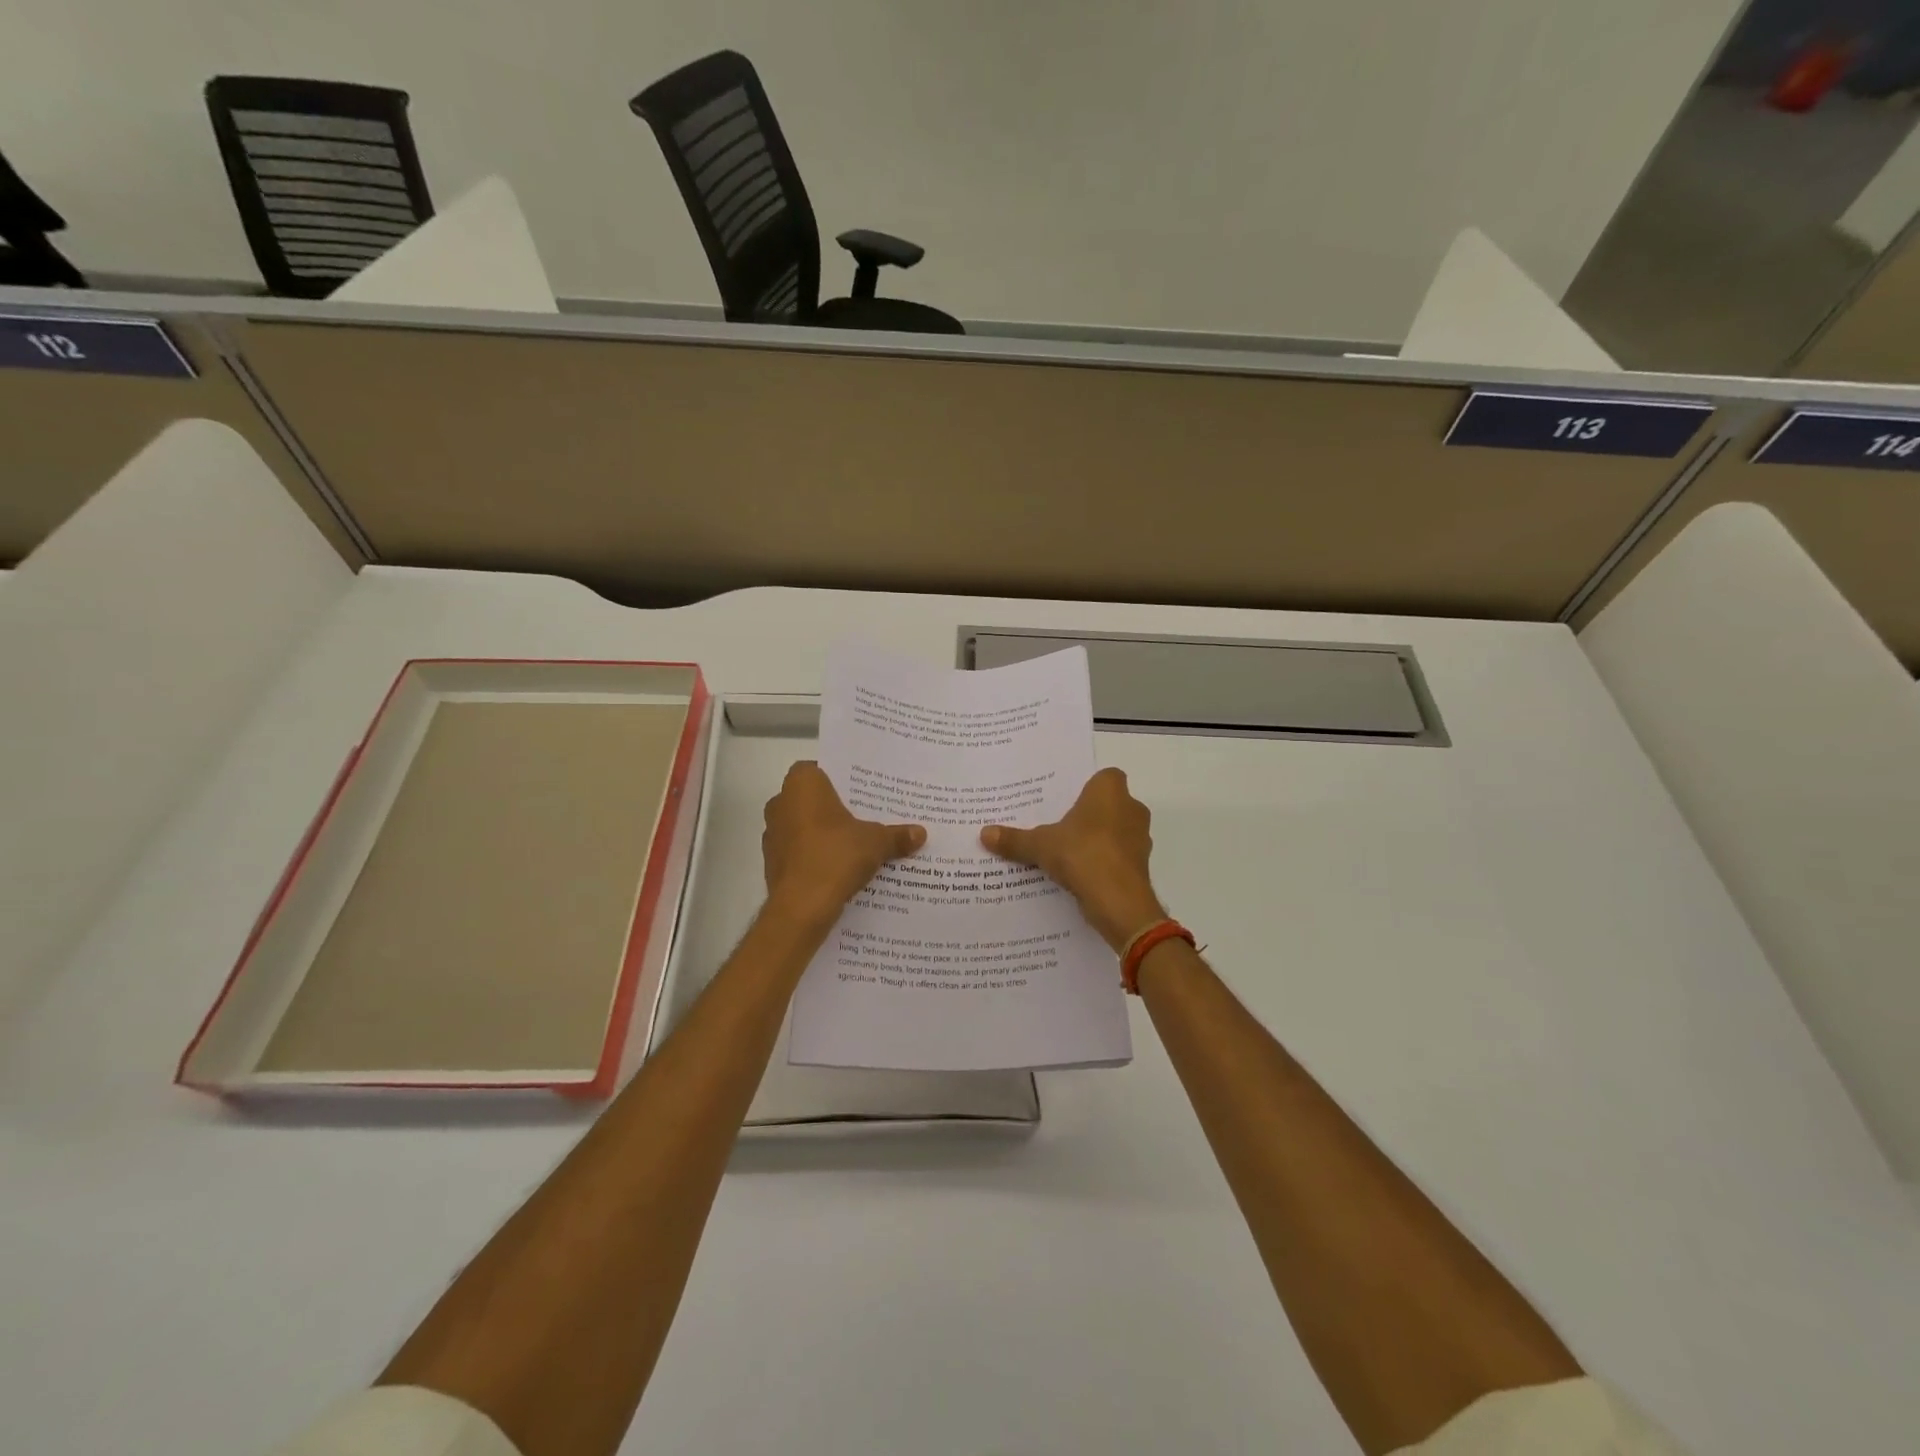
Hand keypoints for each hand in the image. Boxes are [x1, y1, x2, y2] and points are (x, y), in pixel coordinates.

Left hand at [763, 761, 925, 932]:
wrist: (801, 907)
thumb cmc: (836, 856)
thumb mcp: (876, 843)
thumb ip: (896, 835)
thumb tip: (920, 833)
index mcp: (802, 785)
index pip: (817, 768)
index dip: (837, 778)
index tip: (859, 791)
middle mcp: (780, 803)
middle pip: (811, 798)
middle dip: (834, 807)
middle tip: (864, 815)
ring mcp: (772, 834)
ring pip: (803, 825)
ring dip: (823, 833)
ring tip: (855, 843)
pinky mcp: (772, 863)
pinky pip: (799, 851)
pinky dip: (815, 855)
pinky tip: (839, 867)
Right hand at [980, 767, 1165, 951]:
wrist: (1119, 901)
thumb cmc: (1082, 854)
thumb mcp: (1040, 845)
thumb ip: (1015, 839)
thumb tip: (984, 833)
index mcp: (1110, 791)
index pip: (1105, 777)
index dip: (1088, 787)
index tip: (1066, 801)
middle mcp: (1131, 808)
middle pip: (1109, 805)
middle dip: (1089, 815)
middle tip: (1059, 826)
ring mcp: (1139, 838)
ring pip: (1116, 832)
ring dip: (1097, 840)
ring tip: (1066, 852)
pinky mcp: (1140, 866)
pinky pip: (1118, 857)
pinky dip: (1103, 863)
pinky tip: (1080, 875)